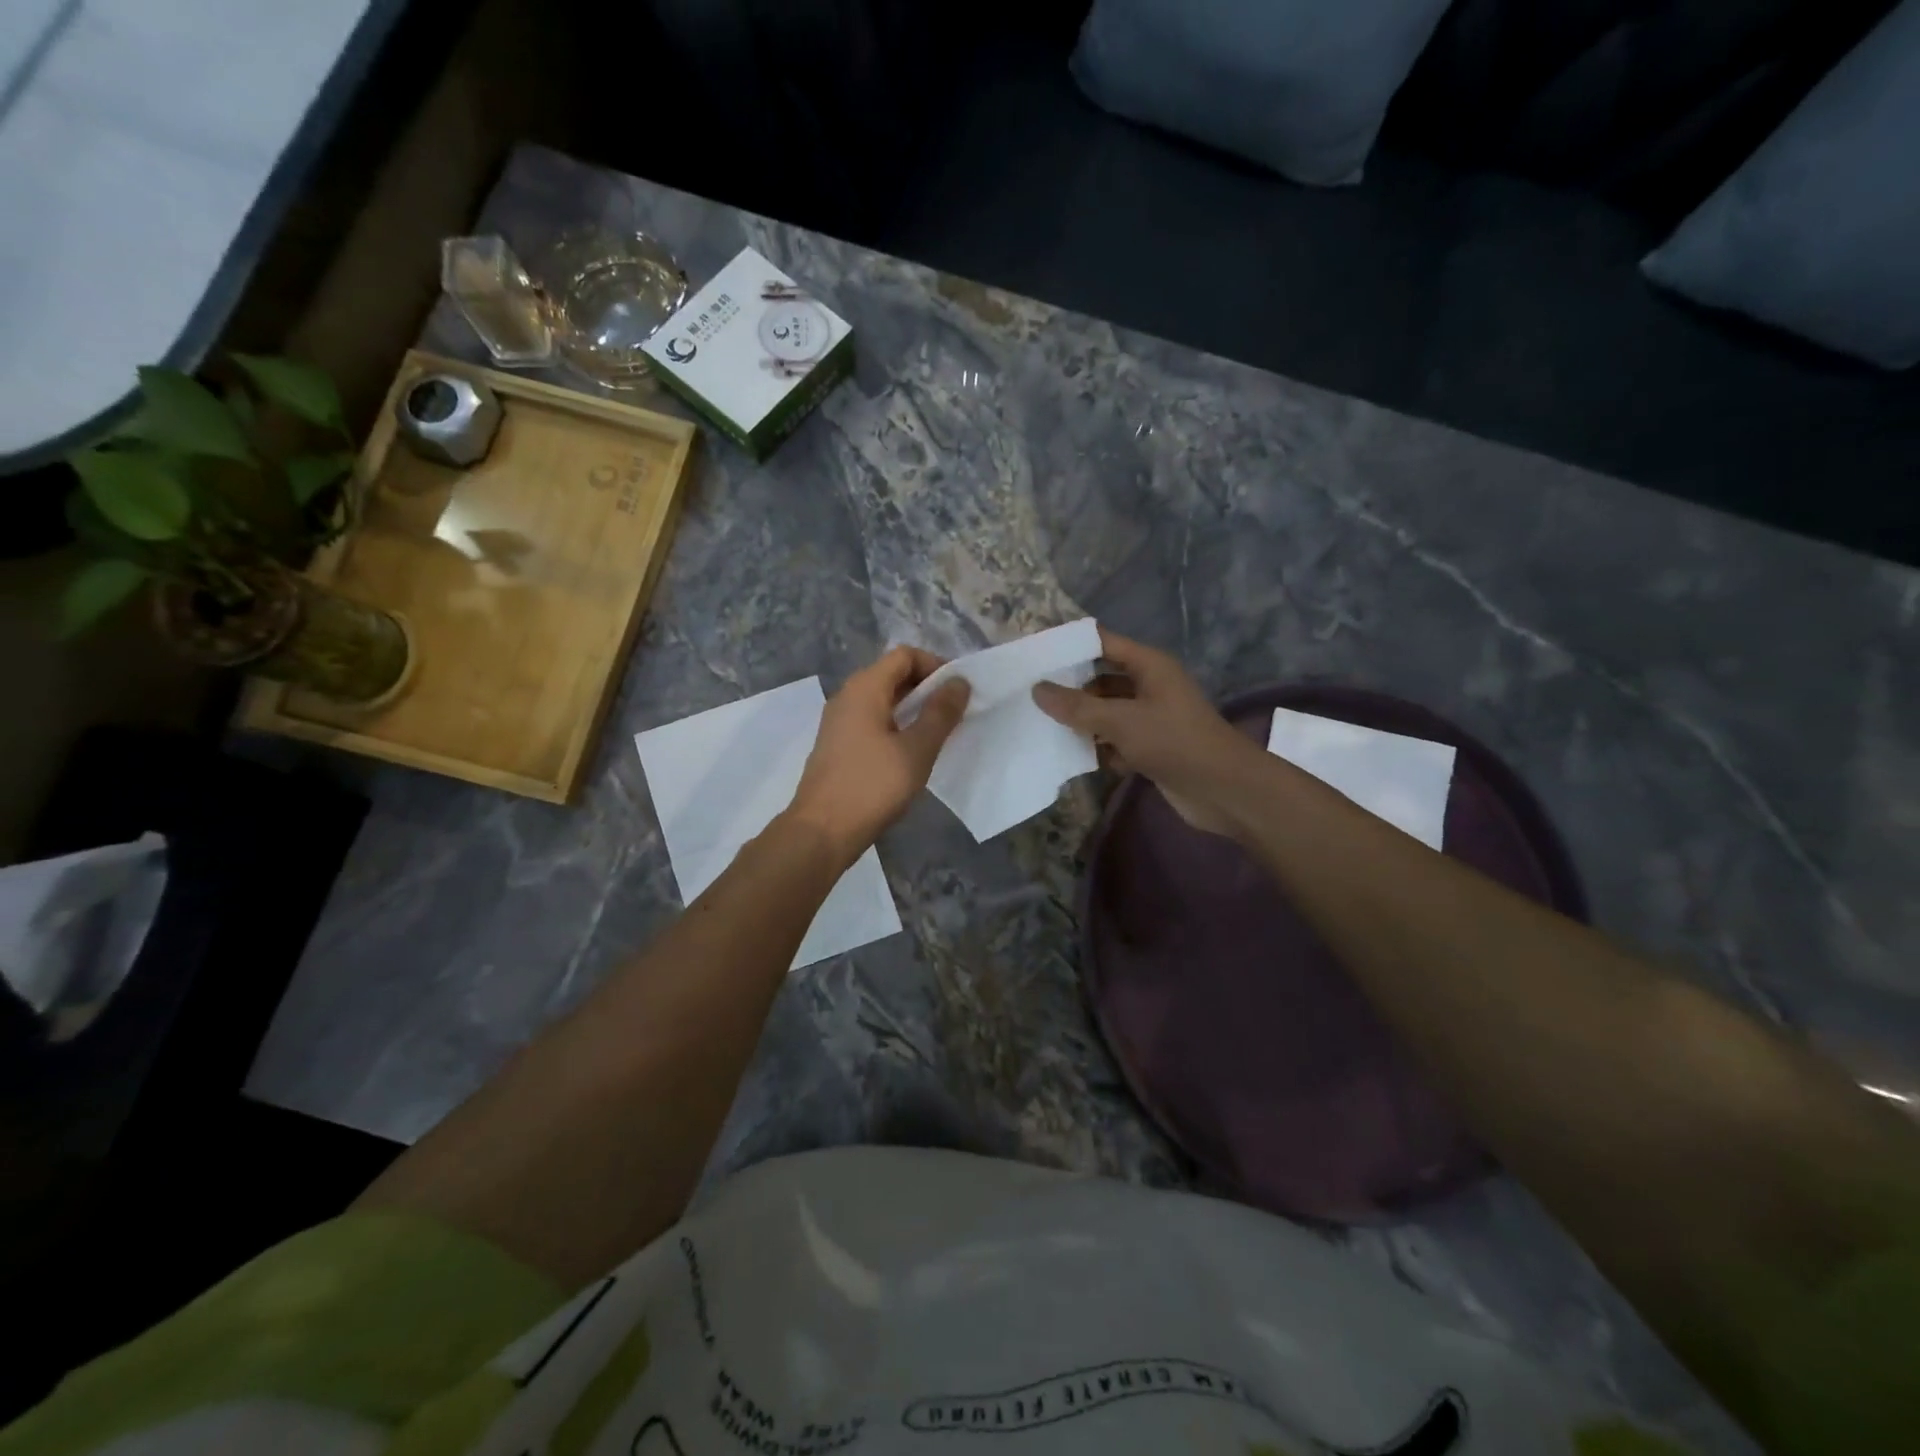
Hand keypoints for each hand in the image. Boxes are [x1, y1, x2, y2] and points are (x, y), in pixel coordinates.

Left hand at [786, 646, 970, 865]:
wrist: (822, 832)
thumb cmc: (872, 786)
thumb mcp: (916, 750)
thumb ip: (941, 713)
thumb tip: (959, 682)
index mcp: (865, 688)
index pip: (905, 655)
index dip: (936, 666)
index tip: (959, 692)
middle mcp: (848, 697)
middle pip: (893, 675)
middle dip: (927, 688)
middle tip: (955, 713)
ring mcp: (839, 722)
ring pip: (883, 701)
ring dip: (913, 709)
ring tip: (940, 733)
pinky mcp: (838, 746)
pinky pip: (873, 722)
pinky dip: (896, 727)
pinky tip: (912, 753)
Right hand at [1032, 628, 1254, 836]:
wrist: (1224, 790)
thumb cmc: (1174, 742)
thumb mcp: (1120, 721)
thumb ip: (1077, 706)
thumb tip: (1037, 689)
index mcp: (1149, 666)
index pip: (1103, 642)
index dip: (1071, 645)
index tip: (1035, 653)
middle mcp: (1151, 686)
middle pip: (1102, 679)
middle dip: (1072, 688)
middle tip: (1032, 695)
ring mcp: (1152, 718)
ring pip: (1108, 712)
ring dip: (1083, 721)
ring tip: (1044, 725)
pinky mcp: (1152, 747)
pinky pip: (1117, 739)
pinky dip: (1100, 747)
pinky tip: (1075, 756)